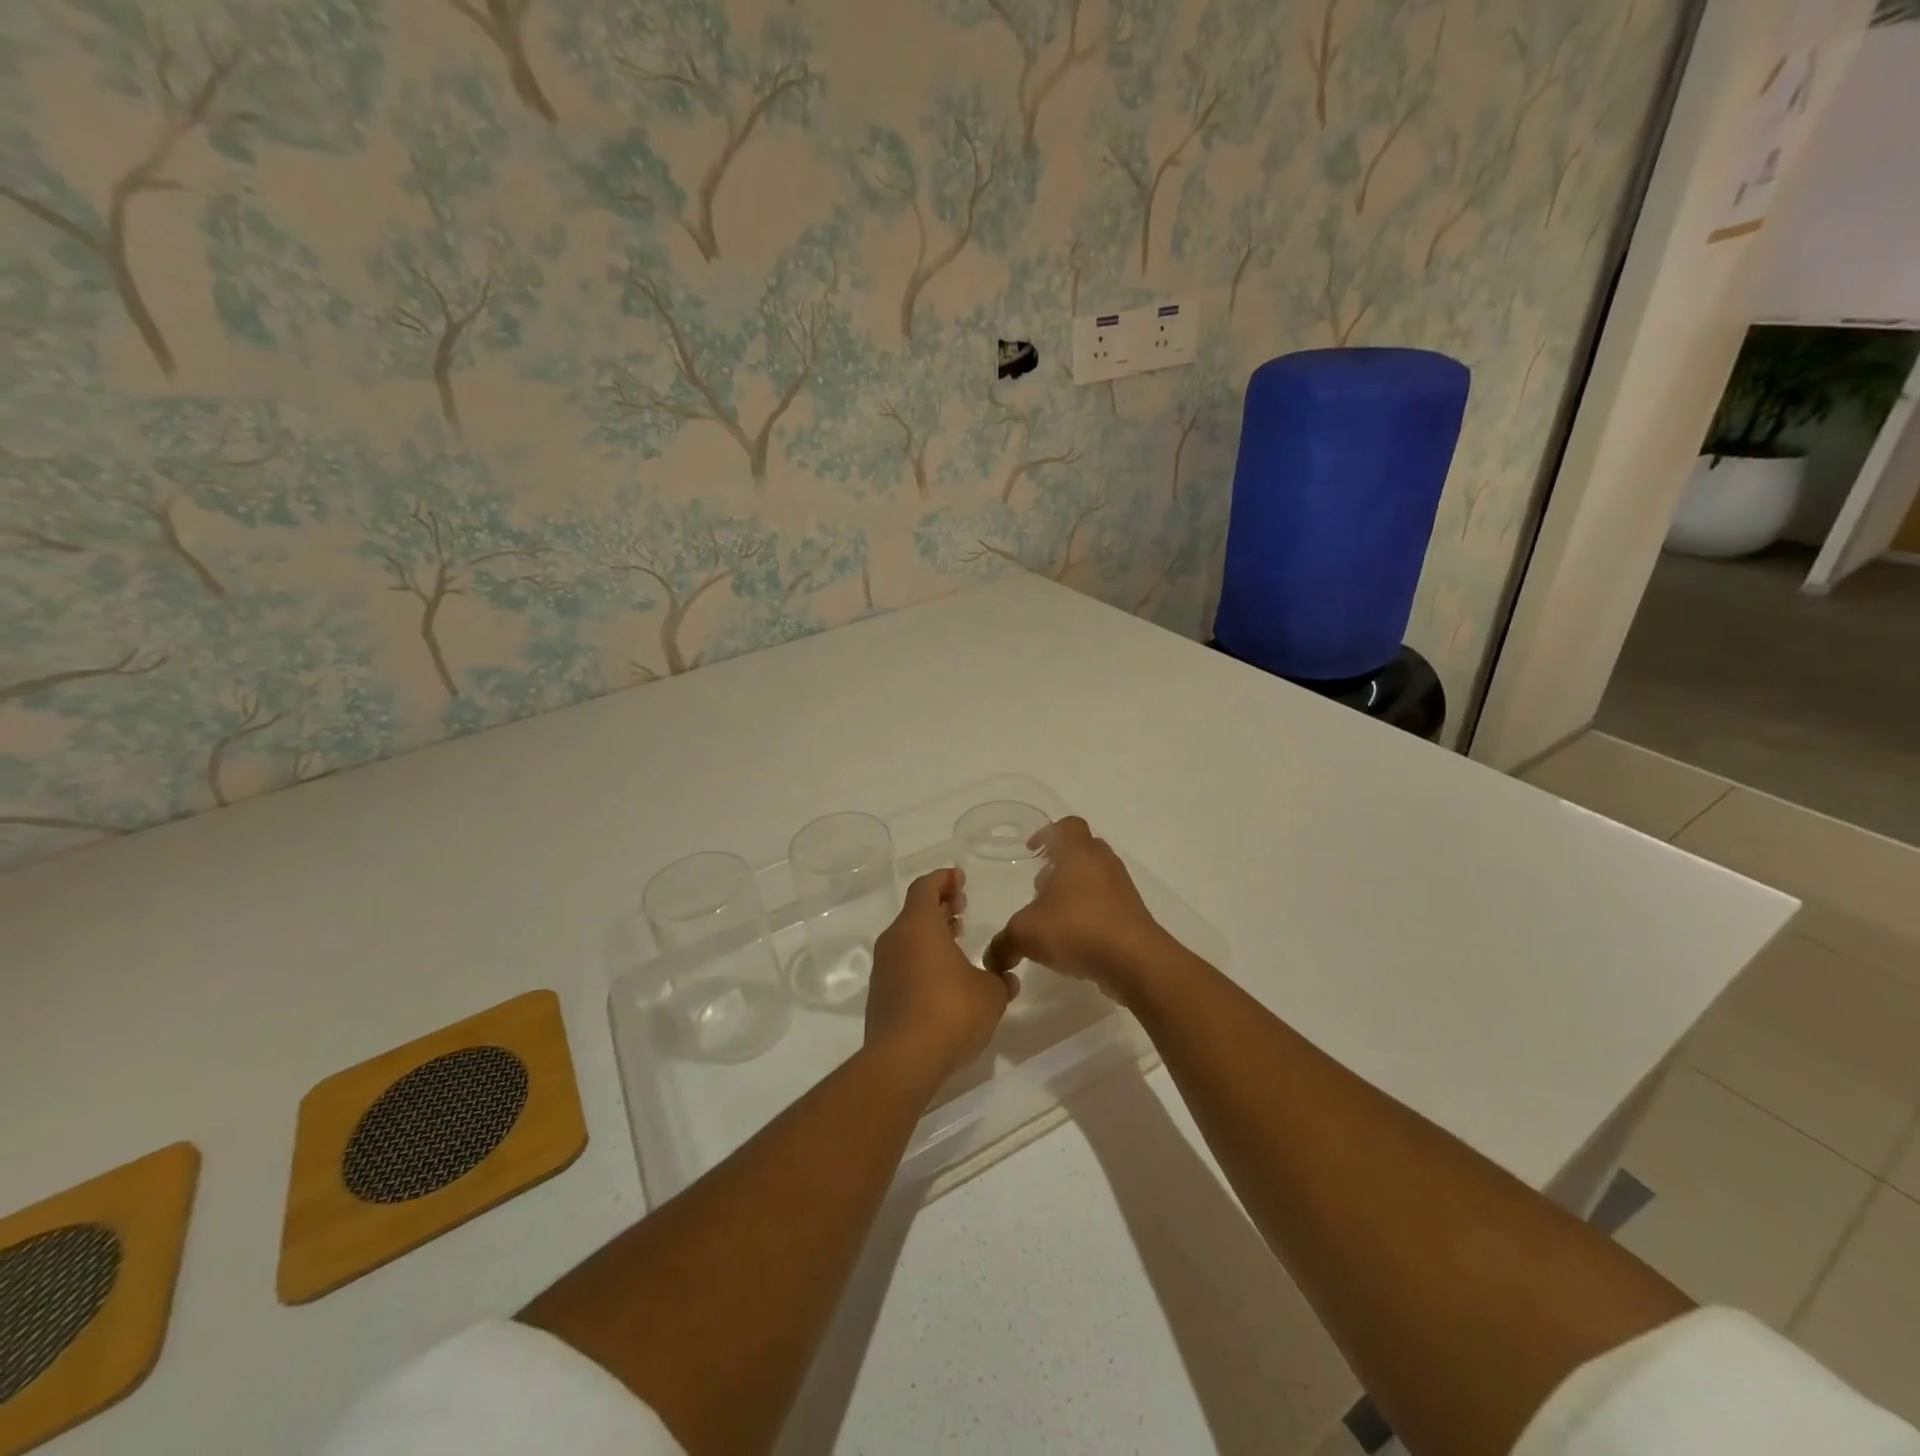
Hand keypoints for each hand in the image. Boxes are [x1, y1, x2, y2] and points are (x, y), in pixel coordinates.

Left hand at [864, 868, 1016, 1091]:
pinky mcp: (880, 996)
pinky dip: (921, 960)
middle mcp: (895, 940)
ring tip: (955, 941)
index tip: (960, 878)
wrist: (903, 1060)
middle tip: (961, 907)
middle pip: (915, 911)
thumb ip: (1000, 979)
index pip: (926, 887)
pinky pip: (902, 964)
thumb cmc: (951, 1011)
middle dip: (939, 906)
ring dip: (930, 935)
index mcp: (919, 925)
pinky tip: (942, 979)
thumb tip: (1006, 977)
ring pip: (907, 939)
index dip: (943, 879)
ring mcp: (883, 969)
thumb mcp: (991, 993)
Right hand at [984, 817, 1178, 1001]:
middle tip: (1040, 886)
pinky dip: (1091, 913)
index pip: (1067, 825)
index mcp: (1079, 853)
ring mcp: (1123, 889)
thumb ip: (1003, 942)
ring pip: (1095, 878)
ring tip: (1054, 916)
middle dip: (1060, 864)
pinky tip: (1074, 939)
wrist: (1135, 961)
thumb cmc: (1077, 929)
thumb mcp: (1026, 934)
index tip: (1032, 851)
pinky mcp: (1133, 915)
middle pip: (1082, 850)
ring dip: (1075, 891)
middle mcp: (1104, 863)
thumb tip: (991, 958)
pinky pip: (1107, 904)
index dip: (1048, 833)